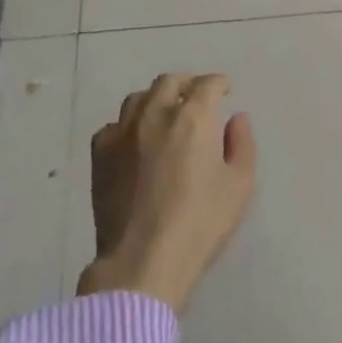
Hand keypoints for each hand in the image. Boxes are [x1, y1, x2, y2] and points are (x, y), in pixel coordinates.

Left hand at [78, 73, 256, 313]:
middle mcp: (155, 114)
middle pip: (169, 82)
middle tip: (196, 97)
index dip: (219, 83)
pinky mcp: (100, 153)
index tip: (225, 91)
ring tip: (164, 115)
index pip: (207, 84)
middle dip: (187, 84)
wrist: (142, 261)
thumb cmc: (199, 224)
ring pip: (139, 98)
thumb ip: (242, 145)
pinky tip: (135, 142)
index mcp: (193, 117)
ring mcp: (122, 131)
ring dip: (156, 100)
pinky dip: (128, 126)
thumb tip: (236, 118)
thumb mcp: (239, 187)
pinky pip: (114, 126)